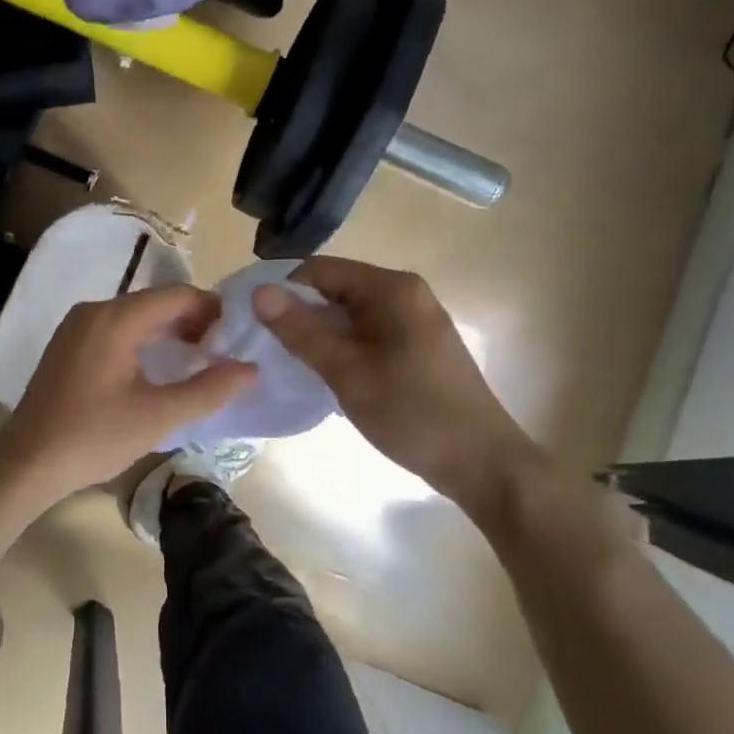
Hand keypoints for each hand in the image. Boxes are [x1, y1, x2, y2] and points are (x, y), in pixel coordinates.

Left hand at [0, 285, 257, 501]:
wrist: (28, 462)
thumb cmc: (95, 437)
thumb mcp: (159, 416)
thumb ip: (208, 389)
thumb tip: (250, 369)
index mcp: (115, 318)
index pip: (177, 295)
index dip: (213, 310)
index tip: (237, 337)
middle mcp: (94, 310)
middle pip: (155, 301)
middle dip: (193, 320)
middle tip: (222, 351)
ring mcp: (76, 326)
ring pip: (135, 314)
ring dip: (169, 330)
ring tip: (198, 359)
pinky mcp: (68, 344)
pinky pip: (115, 327)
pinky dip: (143, 338)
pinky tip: (158, 366)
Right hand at [253, 256, 547, 518]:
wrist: (483, 464)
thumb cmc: (413, 413)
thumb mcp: (348, 372)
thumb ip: (302, 331)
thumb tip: (259, 293)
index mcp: (391, 289)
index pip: (320, 270)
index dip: (282, 290)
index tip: (250, 321)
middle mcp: (404, 294)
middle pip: (334, 290)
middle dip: (298, 314)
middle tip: (262, 346)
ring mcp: (412, 321)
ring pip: (348, 316)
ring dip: (317, 334)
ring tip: (284, 362)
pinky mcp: (415, 347)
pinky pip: (365, 335)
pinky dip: (340, 348)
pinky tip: (322, 374)